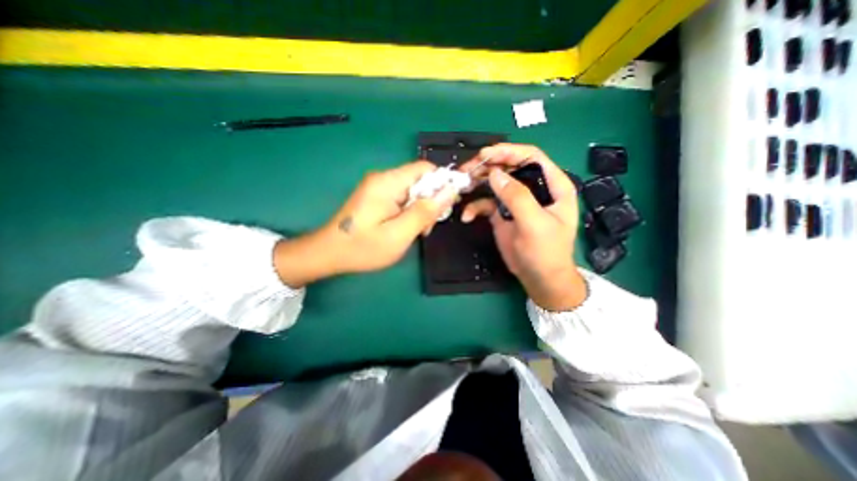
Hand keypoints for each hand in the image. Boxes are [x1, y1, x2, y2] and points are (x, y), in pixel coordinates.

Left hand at [278, 160, 457, 286]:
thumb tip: (450, 191)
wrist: (328, 253)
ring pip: (412, 191)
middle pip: (419, 180)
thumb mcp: (399, 234)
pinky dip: (409, 211)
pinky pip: (401, 198)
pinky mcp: (375, 197)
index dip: (442, 183)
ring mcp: (378, 187)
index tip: (448, 205)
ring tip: (417, 231)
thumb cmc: (363, 247)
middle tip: (428, 227)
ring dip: (420, 209)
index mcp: (388, 182)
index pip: (425, 168)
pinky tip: (406, 228)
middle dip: (430, 201)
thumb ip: (425, 211)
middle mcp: (383, 178)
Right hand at [463, 143, 589, 311]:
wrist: (539, 279)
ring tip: (462, 186)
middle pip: (508, 167)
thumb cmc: (546, 252)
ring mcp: (515, 201)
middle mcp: (533, 188)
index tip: (485, 154)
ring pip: (494, 183)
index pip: (530, 157)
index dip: (508, 151)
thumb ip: (516, 197)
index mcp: (552, 185)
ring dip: (477, 183)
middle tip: (466, 170)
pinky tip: (467, 216)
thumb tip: (495, 174)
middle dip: (487, 166)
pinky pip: (486, 204)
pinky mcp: (502, 214)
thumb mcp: (535, 223)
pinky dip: (475, 207)